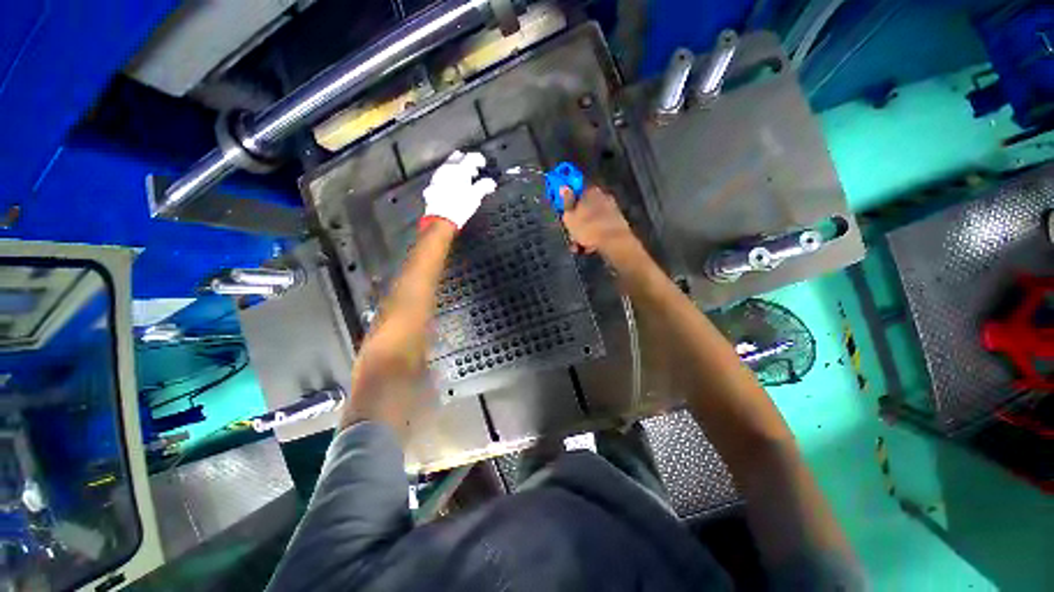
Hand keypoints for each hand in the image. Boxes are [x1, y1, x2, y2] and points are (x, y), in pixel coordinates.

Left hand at [423, 151, 496, 228]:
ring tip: (463, 180)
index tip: (482, 164)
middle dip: (466, 162)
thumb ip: (484, 186)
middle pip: (457, 157)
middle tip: (473, 171)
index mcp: (459, 169)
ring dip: (456, 171)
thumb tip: (490, 183)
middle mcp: (447, 169)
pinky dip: (448, 180)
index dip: (479, 159)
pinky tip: (452, 188)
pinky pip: (442, 178)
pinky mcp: (432, 186)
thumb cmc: (459, 206)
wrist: (441, 219)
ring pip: (448, 167)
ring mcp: (438, 177)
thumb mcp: (476, 196)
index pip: (471, 157)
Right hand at [560, 185, 635, 255]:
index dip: (568, 206)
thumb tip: (564, 188)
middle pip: (584, 211)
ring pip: (592, 222)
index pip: (576, 194)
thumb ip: (565, 203)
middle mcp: (603, 197)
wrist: (614, 242)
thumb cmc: (588, 228)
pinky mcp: (618, 224)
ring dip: (584, 234)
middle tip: (571, 237)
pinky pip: (600, 230)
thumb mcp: (569, 217)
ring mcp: (612, 211)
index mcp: (591, 191)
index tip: (564, 217)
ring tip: (579, 247)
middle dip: (576, 225)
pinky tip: (590, 248)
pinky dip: (594, 238)